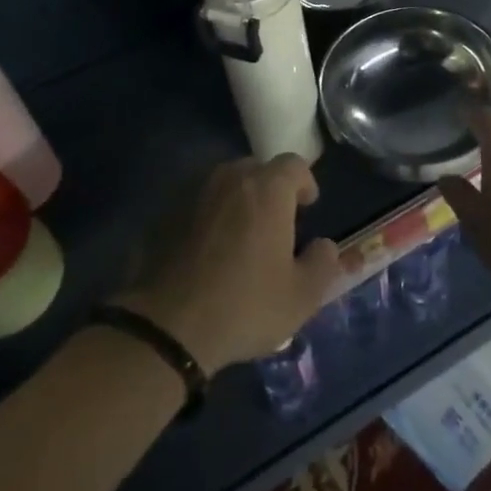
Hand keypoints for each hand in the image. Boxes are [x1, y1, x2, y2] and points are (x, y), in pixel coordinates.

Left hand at [112, 154, 339, 375]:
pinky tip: (208, 250)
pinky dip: (209, 216)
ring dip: (238, 200)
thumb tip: (324, 246)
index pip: (294, 164)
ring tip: (240, 236)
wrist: (167, 326)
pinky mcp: (166, 212)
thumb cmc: (245, 306)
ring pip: (225, 184)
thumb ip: (323, 264)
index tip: (307, 208)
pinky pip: (198, 203)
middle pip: (257, 169)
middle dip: (270, 189)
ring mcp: (194, 192)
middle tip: (275, 224)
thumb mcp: (301, 297)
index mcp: (267, 189)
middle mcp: (230, 178)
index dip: (304, 183)